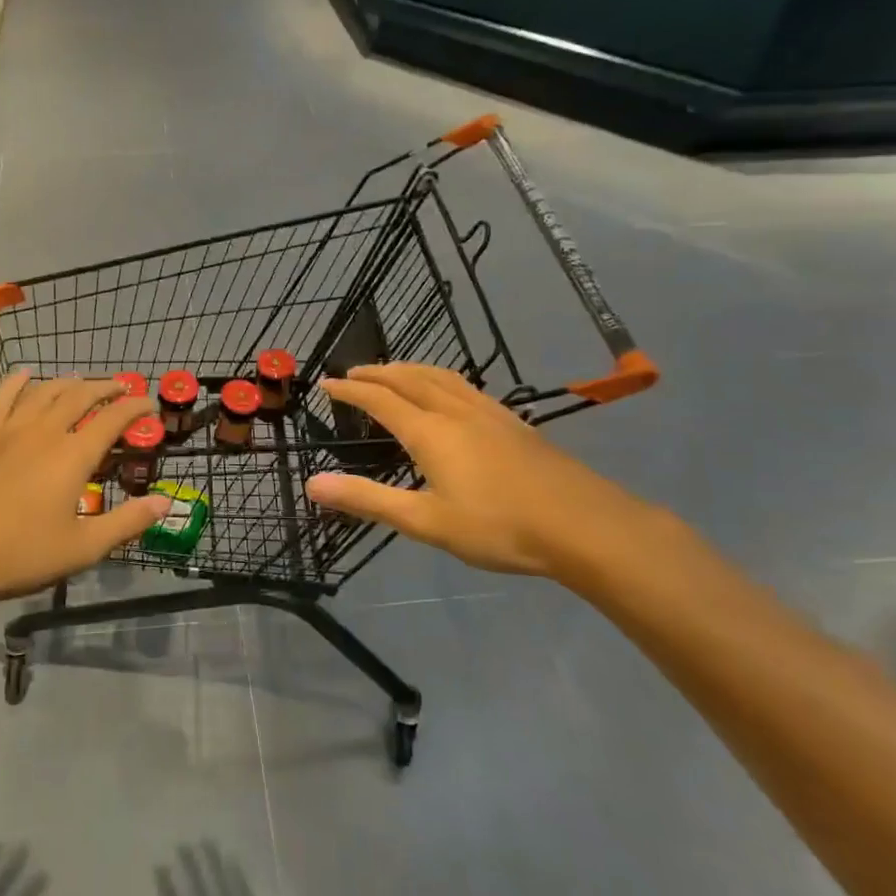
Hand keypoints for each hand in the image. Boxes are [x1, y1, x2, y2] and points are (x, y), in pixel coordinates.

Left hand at [0, 372, 170, 610]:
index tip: (149, 404)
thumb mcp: (82, 548)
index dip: (135, 408)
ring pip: (43, 392)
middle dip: (104, 387)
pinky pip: (0, 399)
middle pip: (79, 396)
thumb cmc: (18, 555)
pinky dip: (16, 383)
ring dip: (67, 382)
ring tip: (80, 380)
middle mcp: (43, 432)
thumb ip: (127, 522)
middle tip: (121, 387)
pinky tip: (23, 376)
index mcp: (73, 456)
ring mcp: (7, 431)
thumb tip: (165, 503)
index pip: (113, 419)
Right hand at [304, 363, 677, 584]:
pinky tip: (451, 392)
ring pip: (441, 376)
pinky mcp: (513, 422)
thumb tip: (313, 484)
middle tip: (353, 372)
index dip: (351, 390)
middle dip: (378, 372)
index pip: (380, 400)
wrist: (582, 524)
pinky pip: (465, 385)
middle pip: (409, 378)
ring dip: (409, 369)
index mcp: (430, 432)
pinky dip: (441, 378)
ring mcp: (489, 413)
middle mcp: (455, 411)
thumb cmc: (498, 526)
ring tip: (394, 371)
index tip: (326, 384)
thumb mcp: (425, 521)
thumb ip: (368, 500)